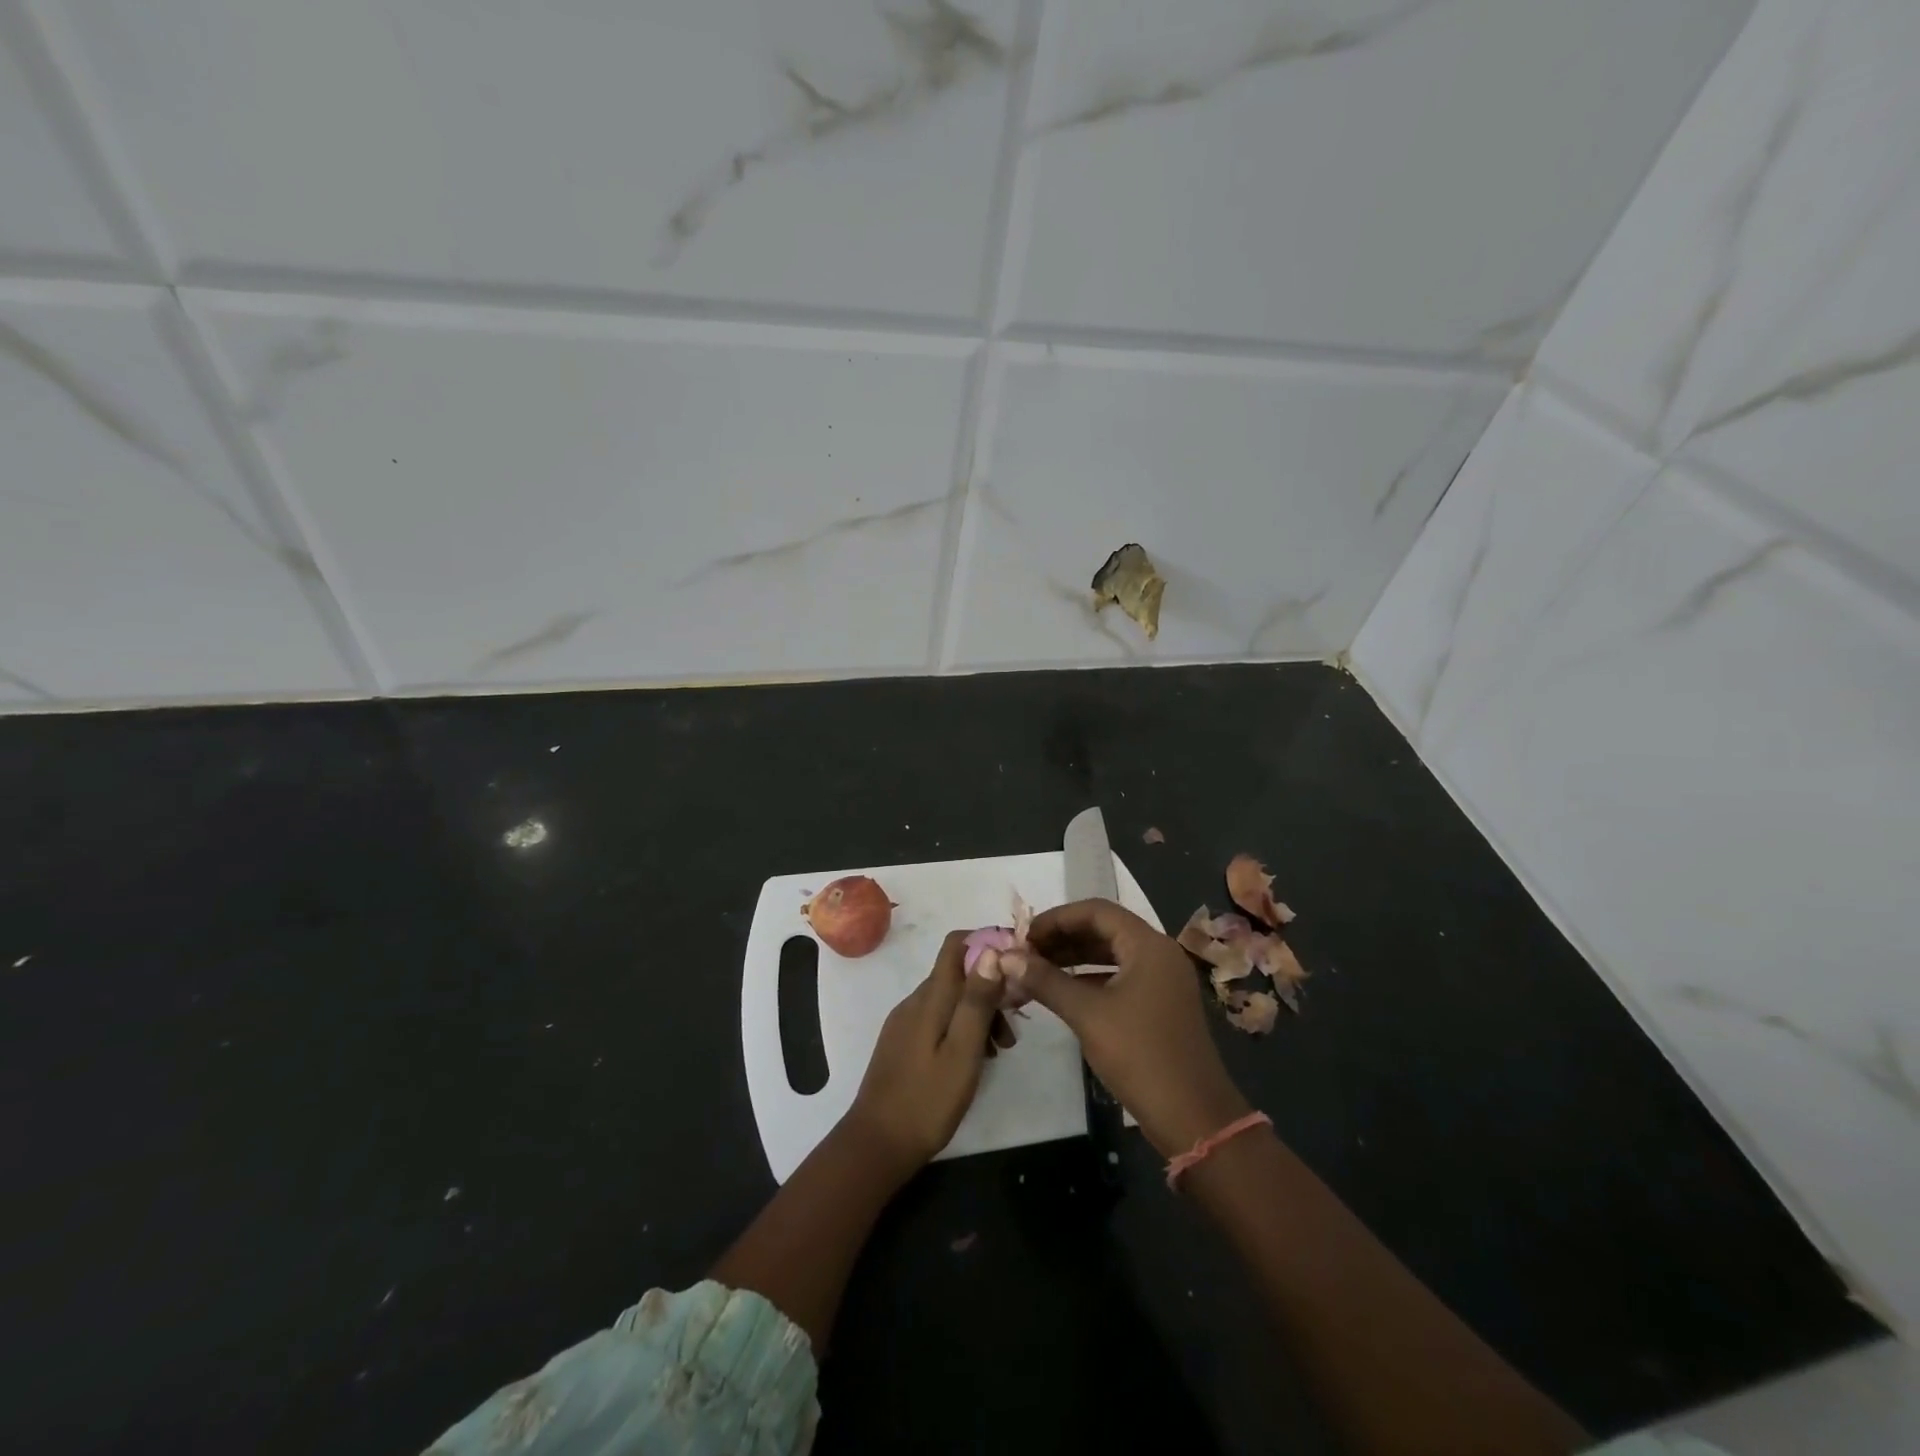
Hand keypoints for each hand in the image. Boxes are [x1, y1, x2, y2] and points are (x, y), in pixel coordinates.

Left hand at [844, 929, 1005, 1175]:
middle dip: (990, 989)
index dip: (986, 943)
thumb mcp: (962, 1052)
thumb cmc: (927, 1100)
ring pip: (950, 999)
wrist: (877, 1144)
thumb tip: (991, 950)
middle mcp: (915, 1001)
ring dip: (978, 1013)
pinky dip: (961, 1028)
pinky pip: (938, 1019)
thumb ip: (976, 1001)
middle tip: (1013, 1029)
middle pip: (957, 974)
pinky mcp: (903, 1042)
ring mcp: (905, 1021)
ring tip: (999, 1051)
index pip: (955, 944)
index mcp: (930, 998)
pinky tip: (974, 1060)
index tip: (1016, 967)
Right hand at [1002, 899, 1250, 1157]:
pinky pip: (1120, 976)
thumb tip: (1006, 958)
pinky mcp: (1160, 1004)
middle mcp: (1159, 953)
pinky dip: (1090, 978)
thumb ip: (1046, 981)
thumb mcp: (1087, 1015)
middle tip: (1025, 953)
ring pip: (1111, 954)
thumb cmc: (1140, 1055)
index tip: (1023, 935)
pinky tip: (1061, 992)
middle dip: (1062, 938)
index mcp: (1148, 945)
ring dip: (1074, 958)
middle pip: (1104, 929)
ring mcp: (1162, 980)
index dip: (1056, 918)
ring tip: (1035, 970)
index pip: (1096, 911)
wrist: (1193, 1117)